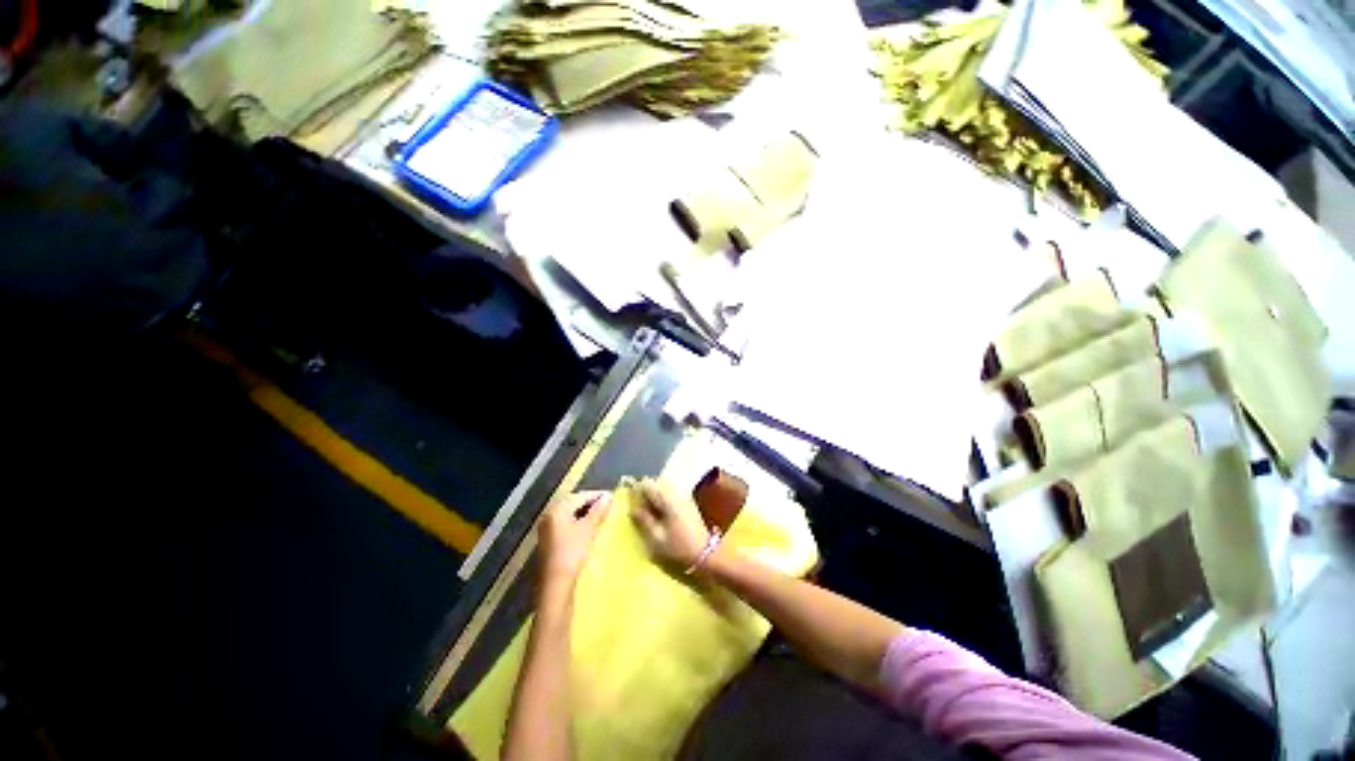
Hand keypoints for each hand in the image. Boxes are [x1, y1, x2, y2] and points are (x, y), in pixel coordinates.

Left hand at [538, 491, 611, 587]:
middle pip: (573, 503)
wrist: (555, 584)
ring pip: (569, 514)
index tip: (612, 498)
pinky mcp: (548, 540)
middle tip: (607, 506)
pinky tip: (588, 529)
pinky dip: (577, 522)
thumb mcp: (588, 529)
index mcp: (557, 509)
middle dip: (590, 503)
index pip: (580, 496)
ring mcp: (547, 528)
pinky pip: (565, 524)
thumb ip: (598, 511)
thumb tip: (608, 496)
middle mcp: (549, 514)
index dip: (597, 495)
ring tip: (601, 517)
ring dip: (584, 513)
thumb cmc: (572, 552)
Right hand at [632, 478, 709, 568]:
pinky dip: (663, 501)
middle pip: (656, 484)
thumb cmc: (679, 547)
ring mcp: (684, 496)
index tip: (631, 500)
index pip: (648, 484)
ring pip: (664, 489)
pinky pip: (671, 494)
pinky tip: (660, 514)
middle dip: (646, 493)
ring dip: (655, 497)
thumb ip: (644, 521)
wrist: (705, 553)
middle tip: (639, 509)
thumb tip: (632, 509)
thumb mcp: (657, 538)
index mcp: (668, 499)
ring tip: (649, 513)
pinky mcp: (688, 502)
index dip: (637, 489)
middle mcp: (677, 492)